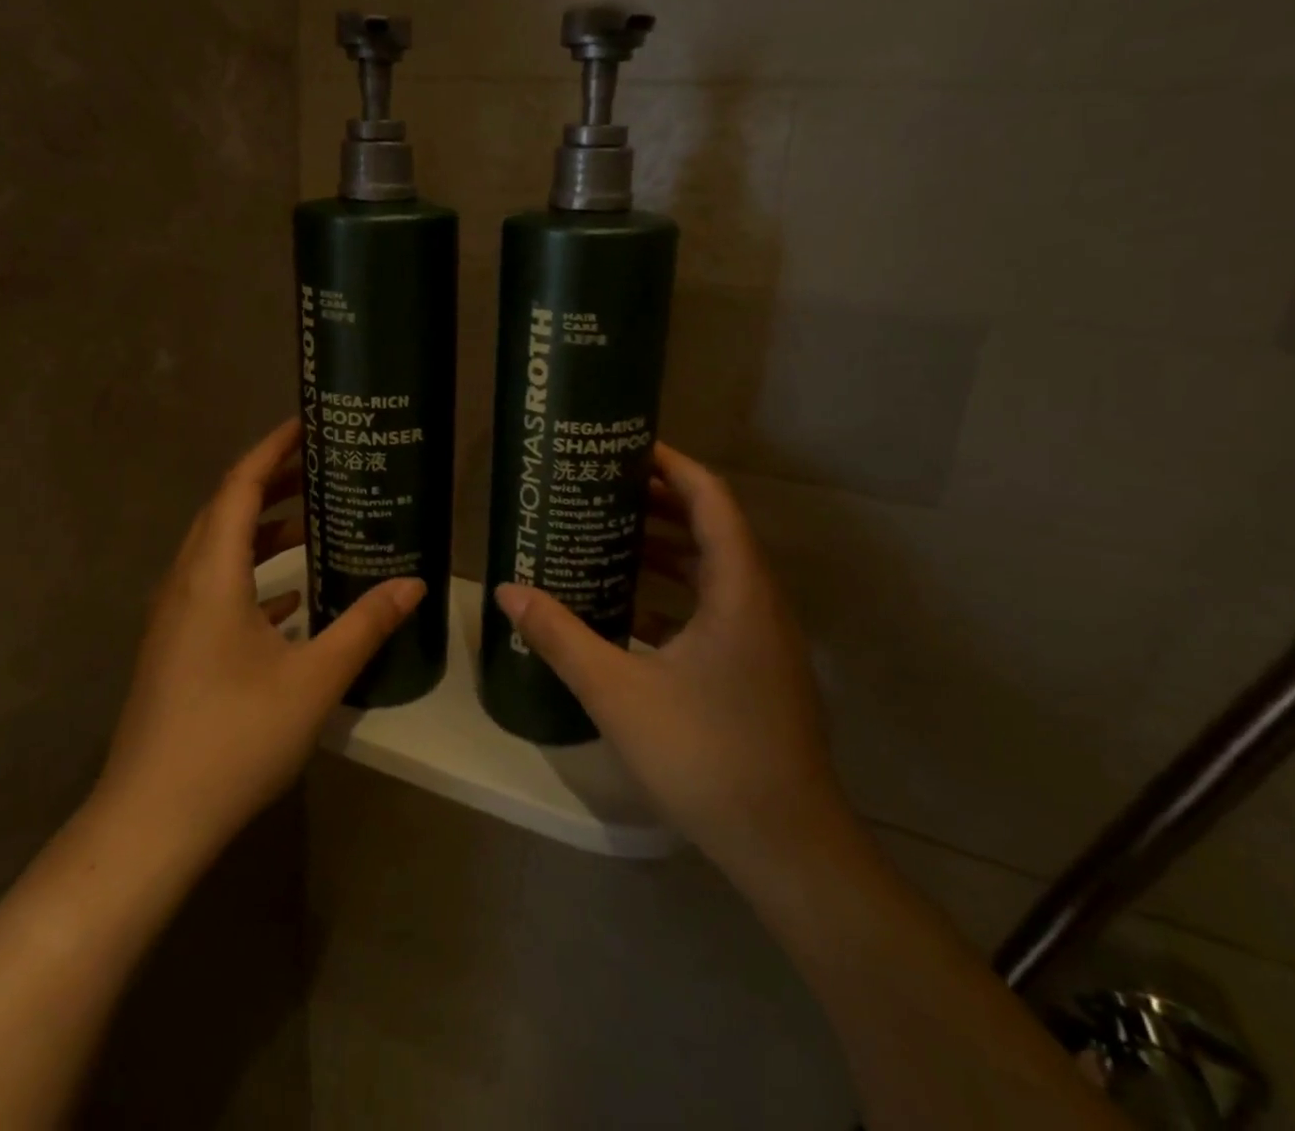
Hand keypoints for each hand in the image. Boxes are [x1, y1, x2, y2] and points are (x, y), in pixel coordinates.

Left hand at [93, 419, 424, 856]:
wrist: (152, 821)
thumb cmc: (233, 738)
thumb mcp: (313, 679)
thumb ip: (365, 625)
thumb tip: (414, 584)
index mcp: (211, 576)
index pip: (238, 487)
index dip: (271, 450)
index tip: (307, 424)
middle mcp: (185, 584)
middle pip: (225, 511)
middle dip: (272, 483)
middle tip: (322, 466)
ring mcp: (175, 618)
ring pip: (219, 551)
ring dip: (262, 530)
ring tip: (315, 521)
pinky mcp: (176, 648)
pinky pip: (216, 588)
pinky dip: (254, 575)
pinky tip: (292, 596)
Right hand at [494, 442, 848, 879]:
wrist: (786, 846)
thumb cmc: (706, 754)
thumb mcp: (617, 691)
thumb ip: (561, 636)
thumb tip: (508, 591)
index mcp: (738, 589)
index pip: (710, 499)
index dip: (672, 465)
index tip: (626, 449)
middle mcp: (759, 602)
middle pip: (712, 529)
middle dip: (659, 504)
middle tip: (603, 491)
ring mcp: (763, 639)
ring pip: (713, 572)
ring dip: (666, 552)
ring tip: (608, 539)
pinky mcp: (757, 669)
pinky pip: (714, 609)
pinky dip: (674, 596)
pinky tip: (628, 611)